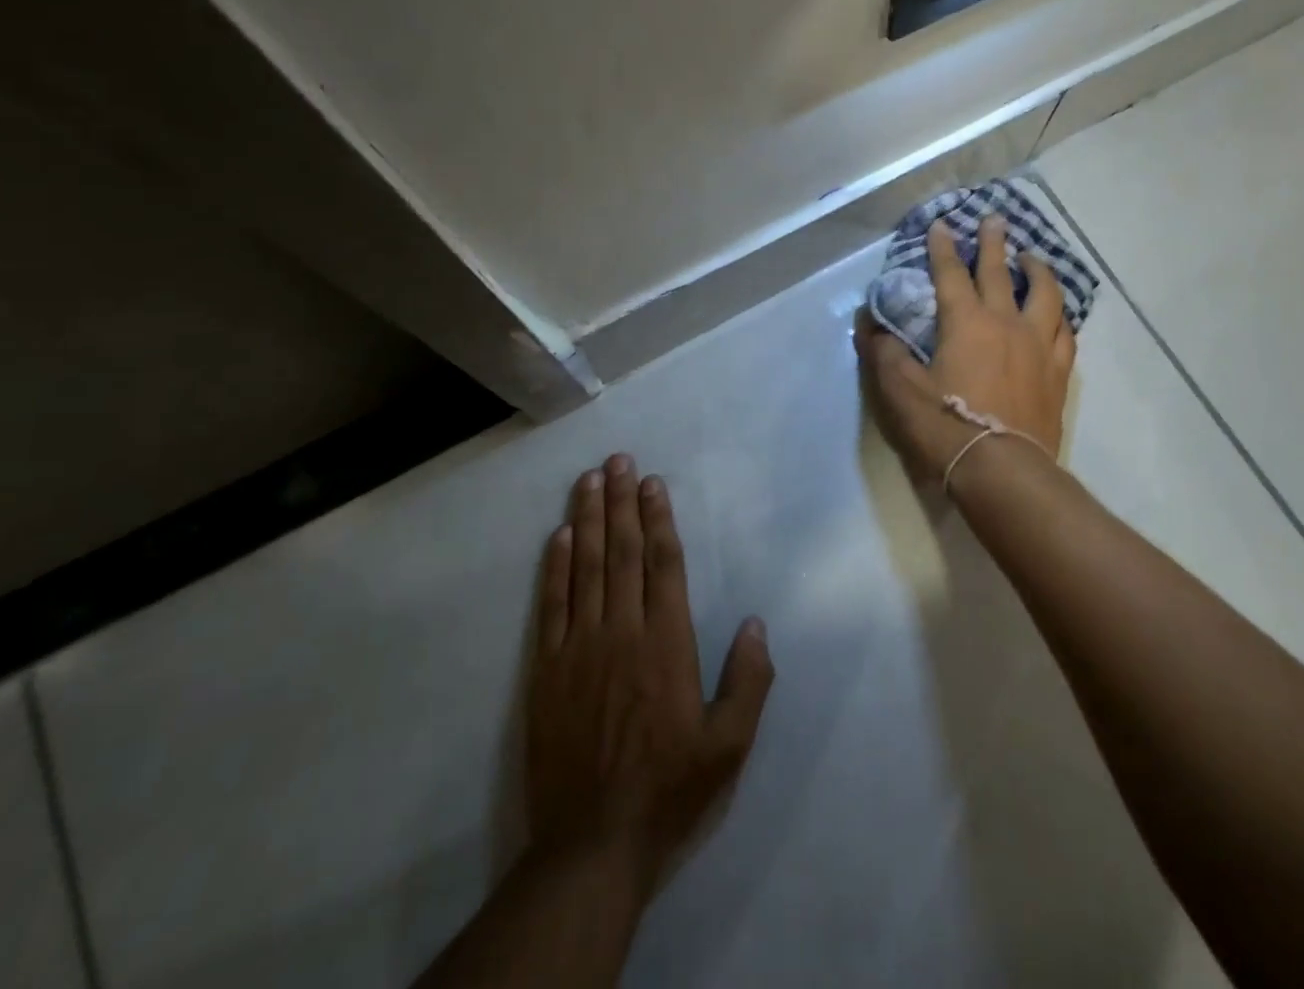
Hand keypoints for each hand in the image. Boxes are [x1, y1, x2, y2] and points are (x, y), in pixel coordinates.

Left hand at [527, 455, 773, 895]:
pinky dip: (555, 567)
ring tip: (589, 479)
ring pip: (586, 568)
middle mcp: (622, 631)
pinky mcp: (546, 670)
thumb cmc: (669, 789)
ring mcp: (580, 647)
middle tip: (617, 459)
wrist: (591, 844)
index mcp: (667, 643)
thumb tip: (756, 623)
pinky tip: (559, 536)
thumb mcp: (729, 746)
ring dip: (589, 519)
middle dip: (621, 501)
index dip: (659, 518)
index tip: (652, 482)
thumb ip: (749, 681)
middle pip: (623, 552)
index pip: (664, 564)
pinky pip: (552, 605)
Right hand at [855, 214, 1076, 487]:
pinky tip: (1058, 316)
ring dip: (1037, 271)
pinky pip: (1065, 334)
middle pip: (1000, 272)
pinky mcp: (1057, 373)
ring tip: (1032, 258)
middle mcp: (1006, 323)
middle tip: (995, 219)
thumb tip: (867, 321)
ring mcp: (1038, 347)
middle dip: (993, 242)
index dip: (943, 247)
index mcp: (966, 322)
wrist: (1002, 470)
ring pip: (1045, 295)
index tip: (942, 224)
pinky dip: (1060, 317)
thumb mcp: (900, 389)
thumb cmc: (946, 426)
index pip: (951, 273)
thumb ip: (882, 351)